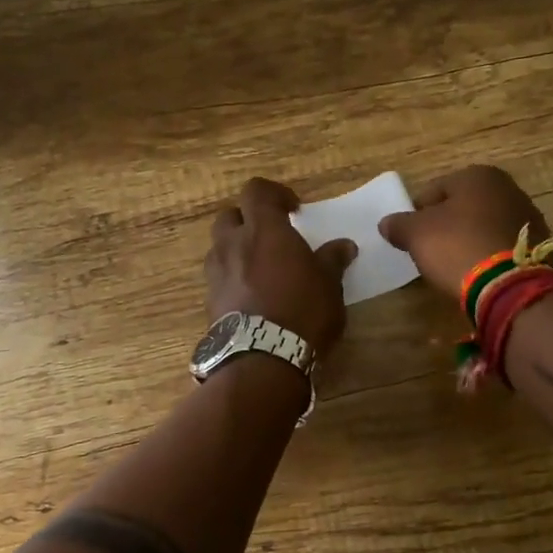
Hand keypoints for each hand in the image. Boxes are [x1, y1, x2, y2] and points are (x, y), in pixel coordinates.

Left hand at [204, 179, 355, 357]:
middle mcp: (233, 245)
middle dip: (248, 220)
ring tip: (261, 268)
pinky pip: (219, 278)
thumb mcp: (329, 285)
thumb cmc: (303, 312)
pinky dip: (233, 278)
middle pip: (229, 216)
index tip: (293, 209)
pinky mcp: (209, 302)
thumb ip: (332, 260)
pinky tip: (252, 296)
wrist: (262, 360)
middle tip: (271, 236)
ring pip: (220, 247)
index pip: (256, 191)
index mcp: (264, 230)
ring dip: (237, 249)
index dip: (274, 193)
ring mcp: (216, 273)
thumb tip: (343, 246)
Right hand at [378, 164, 550, 299]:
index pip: (434, 190)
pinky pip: (503, 246)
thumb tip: (386, 223)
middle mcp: (508, 188)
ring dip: (469, 239)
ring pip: (485, 225)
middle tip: (430, 250)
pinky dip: (490, 255)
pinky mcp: (539, 246)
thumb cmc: (457, 247)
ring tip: (455, 265)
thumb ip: (399, 225)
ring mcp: (528, 217)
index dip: (417, 213)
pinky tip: (479, 273)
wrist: (510, 286)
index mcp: (478, 176)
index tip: (410, 237)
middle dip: (446, 225)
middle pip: (462, 206)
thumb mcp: (417, 235)